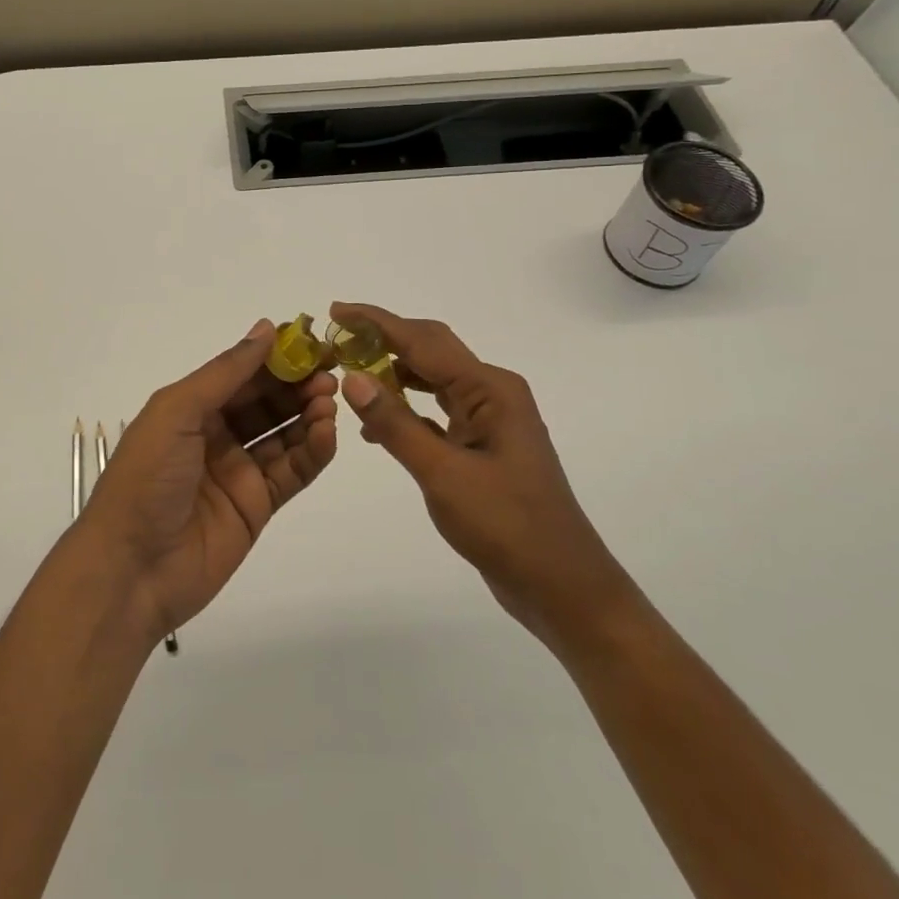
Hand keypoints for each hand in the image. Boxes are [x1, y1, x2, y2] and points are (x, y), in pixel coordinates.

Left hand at [76, 320, 338, 641]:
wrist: (132, 568)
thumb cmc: (147, 477)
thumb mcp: (177, 412)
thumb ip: (225, 373)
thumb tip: (266, 329)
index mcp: (190, 408)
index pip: (240, 373)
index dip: (274, 356)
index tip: (310, 341)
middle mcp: (215, 434)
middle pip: (265, 401)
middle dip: (296, 383)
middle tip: (330, 370)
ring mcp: (238, 471)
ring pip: (283, 434)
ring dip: (308, 413)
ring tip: (330, 399)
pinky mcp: (258, 506)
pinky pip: (292, 471)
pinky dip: (312, 451)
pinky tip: (327, 432)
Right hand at [331, 302, 636, 651]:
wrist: (563, 587)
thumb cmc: (507, 526)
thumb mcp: (442, 474)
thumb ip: (394, 423)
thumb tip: (352, 377)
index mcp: (489, 389)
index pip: (422, 341)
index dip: (376, 322)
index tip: (335, 310)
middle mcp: (492, 392)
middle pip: (430, 349)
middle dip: (383, 339)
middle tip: (336, 338)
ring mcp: (490, 418)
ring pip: (433, 378)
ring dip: (393, 371)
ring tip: (349, 372)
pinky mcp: (483, 443)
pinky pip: (437, 408)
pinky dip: (406, 406)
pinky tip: (378, 421)